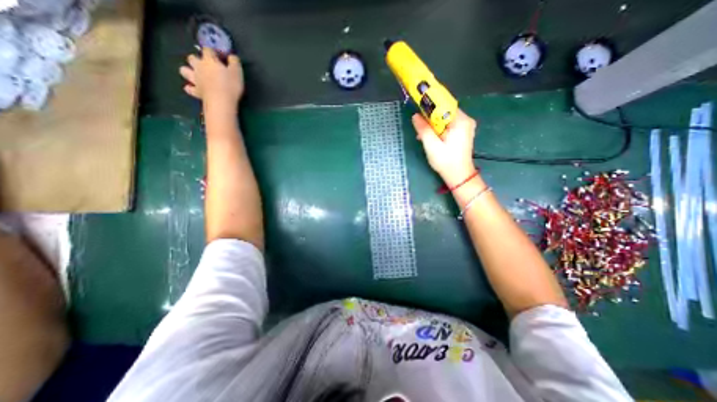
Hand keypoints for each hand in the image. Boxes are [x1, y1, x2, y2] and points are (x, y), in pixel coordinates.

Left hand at [180, 47, 244, 106]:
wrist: (221, 101)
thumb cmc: (230, 85)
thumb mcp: (237, 72)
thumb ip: (234, 62)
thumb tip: (231, 56)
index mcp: (209, 60)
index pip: (208, 50)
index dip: (213, 51)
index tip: (219, 56)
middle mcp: (199, 67)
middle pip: (191, 58)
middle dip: (196, 59)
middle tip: (206, 65)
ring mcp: (195, 79)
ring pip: (184, 70)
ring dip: (188, 70)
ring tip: (195, 74)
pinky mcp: (196, 91)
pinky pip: (189, 88)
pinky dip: (190, 88)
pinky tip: (193, 88)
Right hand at [413, 109, 477, 184]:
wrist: (459, 176)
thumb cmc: (446, 161)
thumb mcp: (431, 145)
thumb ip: (423, 129)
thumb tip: (415, 116)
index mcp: (461, 121)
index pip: (444, 104)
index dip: (430, 105)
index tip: (419, 108)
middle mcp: (465, 120)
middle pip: (444, 112)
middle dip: (430, 118)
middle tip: (419, 127)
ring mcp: (465, 127)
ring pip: (445, 119)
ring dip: (432, 126)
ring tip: (422, 136)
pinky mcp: (462, 133)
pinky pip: (448, 126)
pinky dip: (438, 130)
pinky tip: (431, 138)